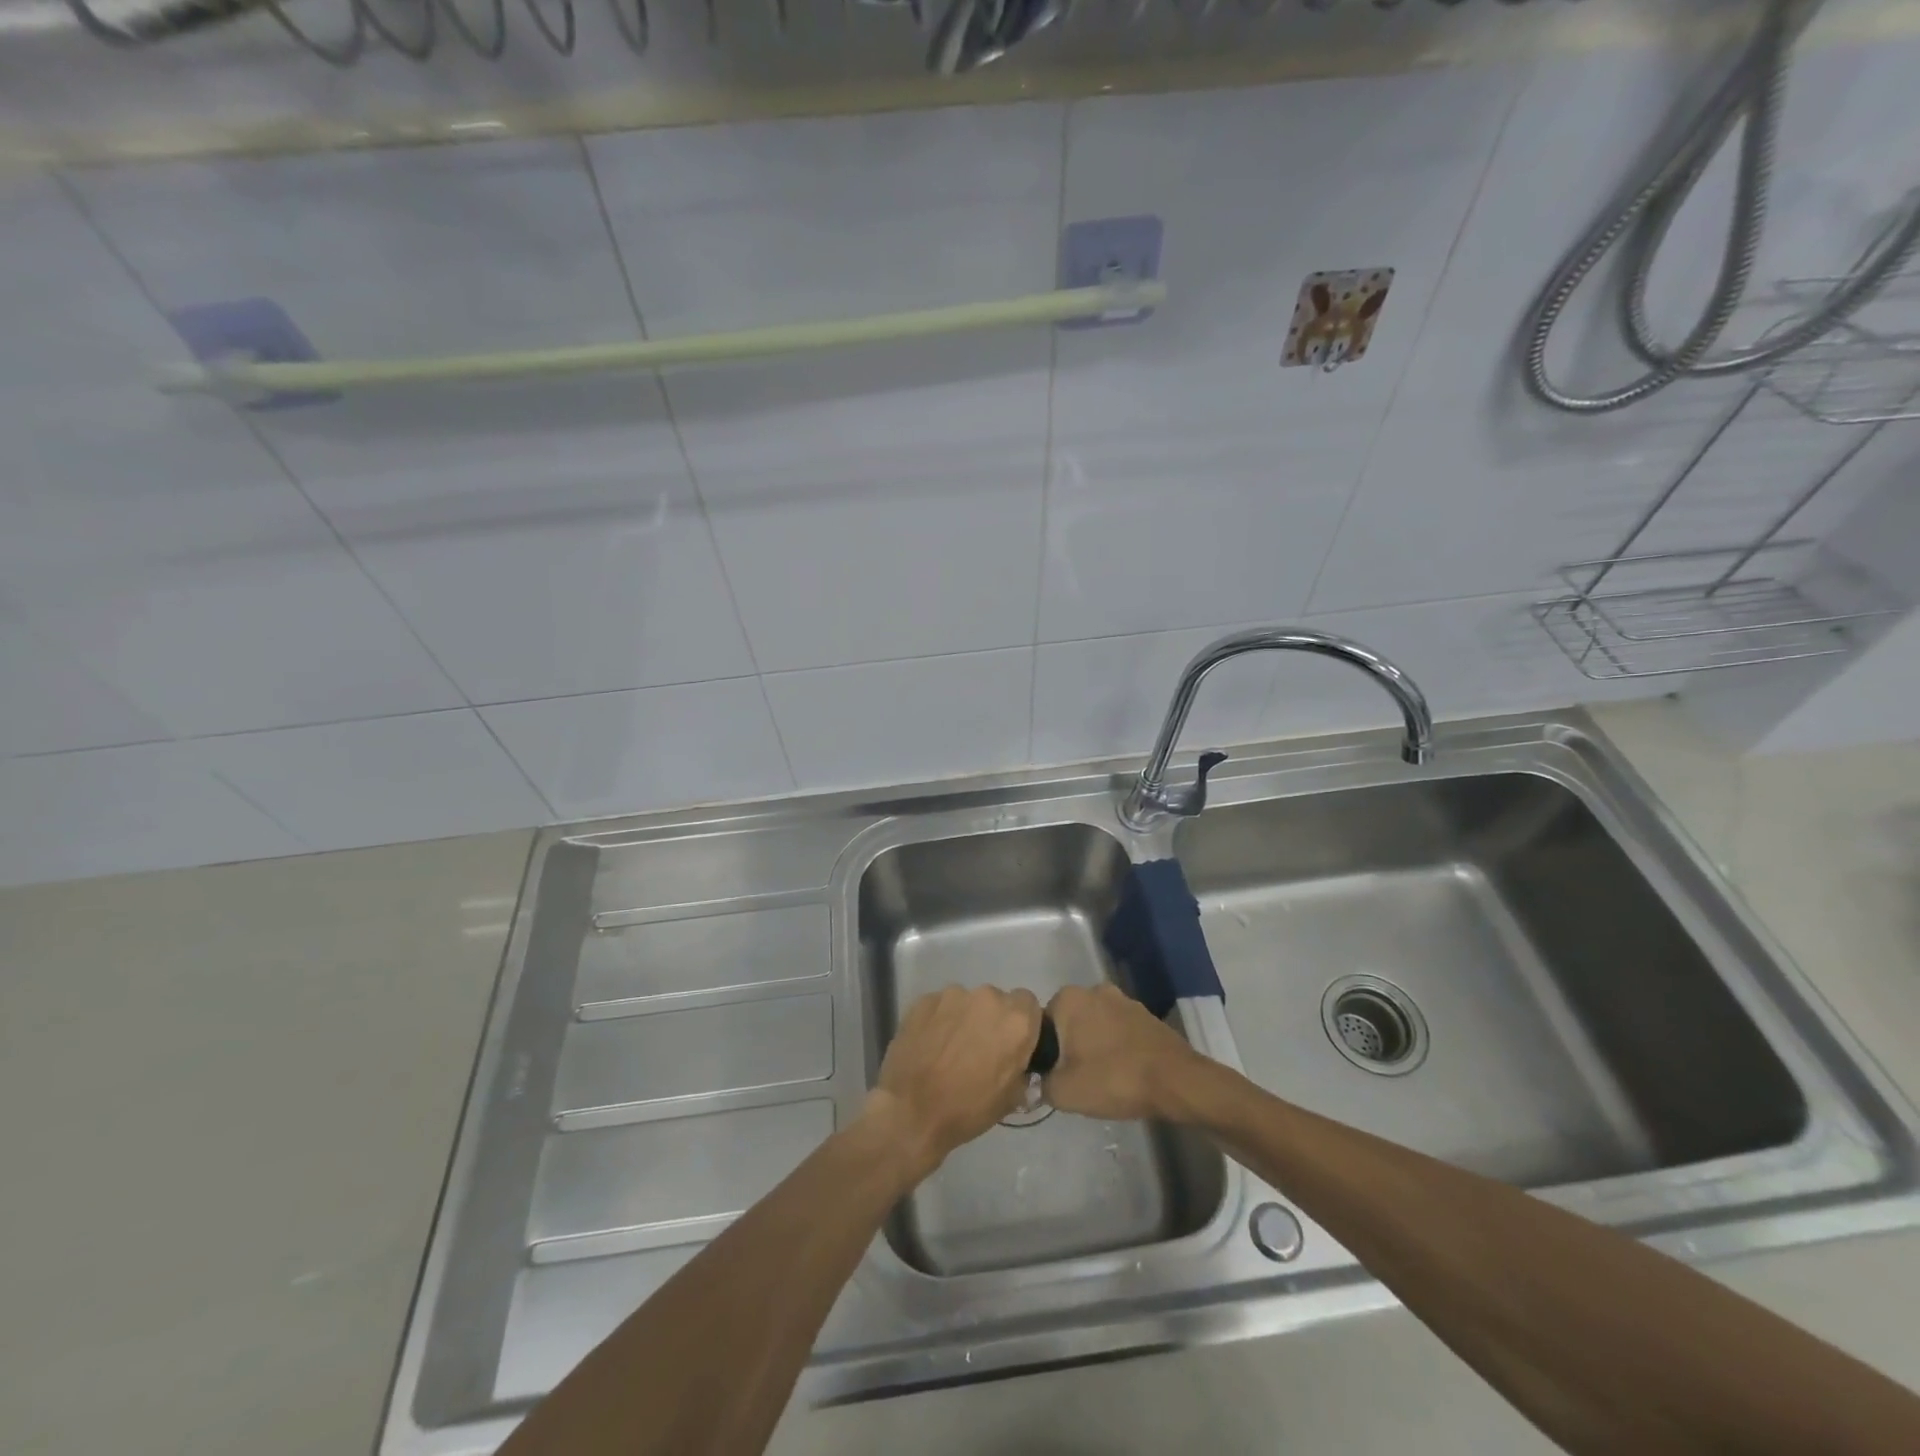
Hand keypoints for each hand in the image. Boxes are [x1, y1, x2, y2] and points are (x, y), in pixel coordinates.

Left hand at [862, 985, 1042, 1181]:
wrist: (912, 1112)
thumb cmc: (968, 1109)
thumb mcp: (1011, 1098)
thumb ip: (1021, 1069)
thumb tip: (1019, 1062)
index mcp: (1016, 1020)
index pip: (1028, 1004)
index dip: (1020, 1023)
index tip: (1010, 1043)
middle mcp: (988, 997)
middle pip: (996, 1000)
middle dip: (991, 1020)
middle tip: (979, 1049)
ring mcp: (953, 995)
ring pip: (967, 1001)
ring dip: (964, 1018)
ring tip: (949, 1049)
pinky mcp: (924, 999)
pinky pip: (940, 1006)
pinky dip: (939, 1020)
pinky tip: (929, 1045)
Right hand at [1042, 983, 1203, 1121]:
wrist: (1176, 1081)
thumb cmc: (1114, 1079)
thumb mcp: (1065, 1092)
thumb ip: (1041, 1085)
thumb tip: (1037, 1082)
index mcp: (1069, 998)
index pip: (1041, 1023)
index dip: (1043, 1051)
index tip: (1051, 1075)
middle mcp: (1094, 990)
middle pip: (1069, 1022)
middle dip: (1068, 1046)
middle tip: (1074, 1078)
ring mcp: (1123, 1000)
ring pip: (1094, 1024)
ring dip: (1093, 1045)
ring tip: (1099, 1078)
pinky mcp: (1145, 1014)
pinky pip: (1118, 1029)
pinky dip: (1115, 1046)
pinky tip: (1121, 1072)